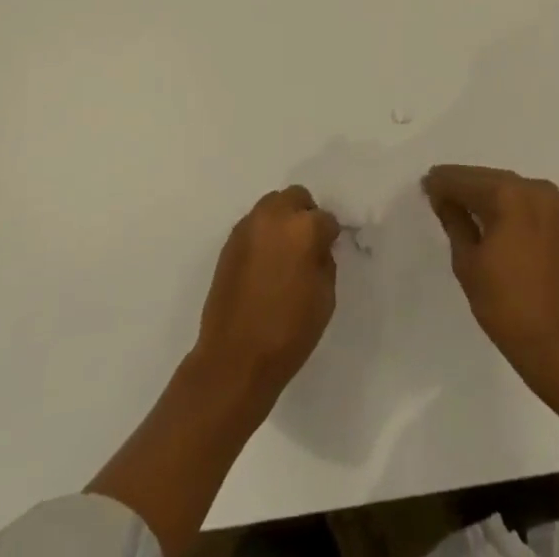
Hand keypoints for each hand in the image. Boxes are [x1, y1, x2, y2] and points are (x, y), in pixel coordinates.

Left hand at [194, 185, 340, 399]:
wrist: (234, 360)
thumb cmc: (288, 332)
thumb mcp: (325, 298)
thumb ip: (324, 262)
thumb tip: (317, 249)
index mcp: (303, 228)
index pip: (325, 219)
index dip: (329, 236)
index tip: (328, 251)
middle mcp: (274, 216)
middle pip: (296, 197)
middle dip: (305, 215)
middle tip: (307, 244)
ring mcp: (248, 227)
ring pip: (272, 205)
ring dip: (282, 220)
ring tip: (283, 252)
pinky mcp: (229, 242)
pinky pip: (253, 225)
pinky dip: (263, 234)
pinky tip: (264, 263)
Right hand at [423, 164, 558, 386]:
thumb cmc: (506, 305)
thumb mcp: (467, 262)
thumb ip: (454, 221)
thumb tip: (442, 198)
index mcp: (508, 195)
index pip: (465, 180)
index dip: (441, 183)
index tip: (423, 185)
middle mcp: (531, 188)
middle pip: (485, 178)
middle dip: (460, 185)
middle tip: (433, 193)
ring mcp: (548, 201)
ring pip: (503, 186)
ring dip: (479, 193)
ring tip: (451, 203)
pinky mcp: (555, 217)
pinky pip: (518, 199)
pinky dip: (498, 202)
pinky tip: (479, 212)